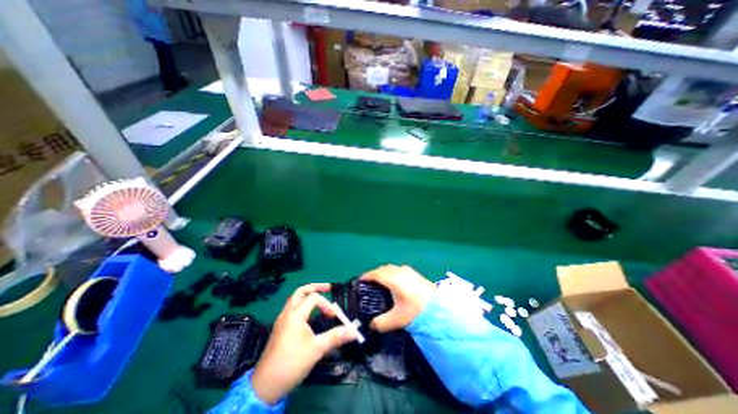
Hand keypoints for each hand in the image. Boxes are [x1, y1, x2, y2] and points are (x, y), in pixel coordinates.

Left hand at [252, 282, 359, 404]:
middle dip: (315, 287)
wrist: (265, 387)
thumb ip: (336, 336)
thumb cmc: (292, 363)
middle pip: (301, 291)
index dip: (327, 304)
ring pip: (294, 299)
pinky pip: (292, 309)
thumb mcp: (317, 349)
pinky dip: (302, 305)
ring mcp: (281, 320)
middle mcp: (287, 313)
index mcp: (295, 314)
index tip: (335, 316)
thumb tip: (354, 331)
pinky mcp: (279, 329)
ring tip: (320, 299)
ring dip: (307, 295)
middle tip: (328, 288)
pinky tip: (309, 315)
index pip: (314, 298)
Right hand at [361, 265, 433, 333]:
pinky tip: (394, 283)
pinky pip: (397, 270)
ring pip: (391, 268)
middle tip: (369, 284)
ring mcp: (407, 270)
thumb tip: (371, 325)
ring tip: (380, 283)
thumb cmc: (416, 311)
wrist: (440, 307)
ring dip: (383, 273)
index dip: (366, 276)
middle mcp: (399, 271)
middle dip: (374, 274)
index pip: (375, 274)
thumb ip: (381, 323)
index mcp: (392, 279)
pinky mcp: (414, 273)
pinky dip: (391, 273)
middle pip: (382, 269)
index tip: (359, 281)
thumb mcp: (397, 319)